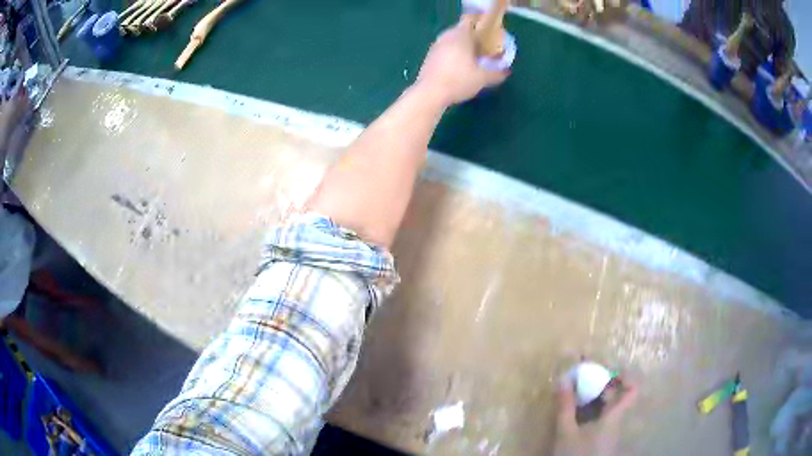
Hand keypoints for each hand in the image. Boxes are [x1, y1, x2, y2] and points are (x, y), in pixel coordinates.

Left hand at [416, 17, 509, 105]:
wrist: (430, 93)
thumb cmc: (459, 80)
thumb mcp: (482, 79)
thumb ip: (497, 73)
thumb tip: (506, 72)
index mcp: (461, 35)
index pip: (471, 21)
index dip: (480, 26)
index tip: (489, 35)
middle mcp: (447, 36)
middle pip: (461, 30)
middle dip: (472, 37)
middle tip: (483, 48)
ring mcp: (436, 45)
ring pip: (451, 40)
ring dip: (461, 46)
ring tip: (472, 58)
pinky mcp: (429, 56)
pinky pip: (444, 49)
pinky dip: (452, 53)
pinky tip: (458, 66)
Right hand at [554, 378, 638, 455]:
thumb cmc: (576, 454)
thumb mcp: (565, 432)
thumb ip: (565, 407)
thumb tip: (564, 380)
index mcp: (614, 417)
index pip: (632, 391)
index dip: (625, 376)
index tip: (608, 370)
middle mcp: (617, 421)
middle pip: (619, 397)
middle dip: (603, 385)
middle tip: (584, 380)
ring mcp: (612, 432)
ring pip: (610, 408)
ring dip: (597, 398)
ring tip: (578, 395)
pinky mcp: (604, 439)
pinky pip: (604, 418)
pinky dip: (594, 411)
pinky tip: (578, 413)